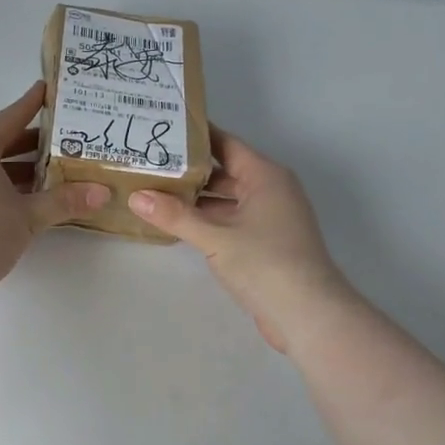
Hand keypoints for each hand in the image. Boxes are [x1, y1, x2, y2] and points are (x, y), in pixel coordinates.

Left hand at [0, 82, 109, 292]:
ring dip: (13, 168)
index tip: (47, 91)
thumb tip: (101, 193)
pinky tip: (18, 200)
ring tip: (47, 174)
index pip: (9, 118)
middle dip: (28, 143)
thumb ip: (63, 201)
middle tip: (61, 141)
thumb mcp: (28, 217)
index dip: (31, 105)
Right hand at [128, 129, 353, 351]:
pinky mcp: (264, 242)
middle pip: (223, 171)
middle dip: (188, 170)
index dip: (195, 136)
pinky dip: (205, 219)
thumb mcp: (215, 238)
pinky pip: (229, 220)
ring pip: (225, 198)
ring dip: (195, 198)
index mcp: (265, 176)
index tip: (162, 130)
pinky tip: (176, 223)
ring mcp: (269, 218)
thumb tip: (136, 196)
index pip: (225, 144)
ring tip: (154, 191)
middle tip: (148, 163)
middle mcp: (270, 190)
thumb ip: (175, 216)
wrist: (308, 314)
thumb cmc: (266, 264)